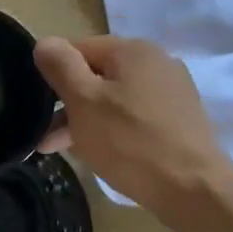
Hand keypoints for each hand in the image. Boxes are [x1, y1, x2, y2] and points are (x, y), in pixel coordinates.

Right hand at [34, 35, 232, 215]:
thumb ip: (60, 66)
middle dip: (68, 104)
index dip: (53, 75)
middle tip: (46, 139)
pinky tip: (100, 153)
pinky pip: (134, 116)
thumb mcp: (83, 101)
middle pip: (97, 75)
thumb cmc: (130, 142)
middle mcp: (156, 61)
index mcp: (133, 49)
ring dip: (86, 120)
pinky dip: (113, 130)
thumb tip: (44, 43)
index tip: (39, 107)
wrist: (193, 188)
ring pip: (114, 99)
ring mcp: (171, 91)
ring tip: (63, 150)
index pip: (77, 49)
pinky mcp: (179, 119)